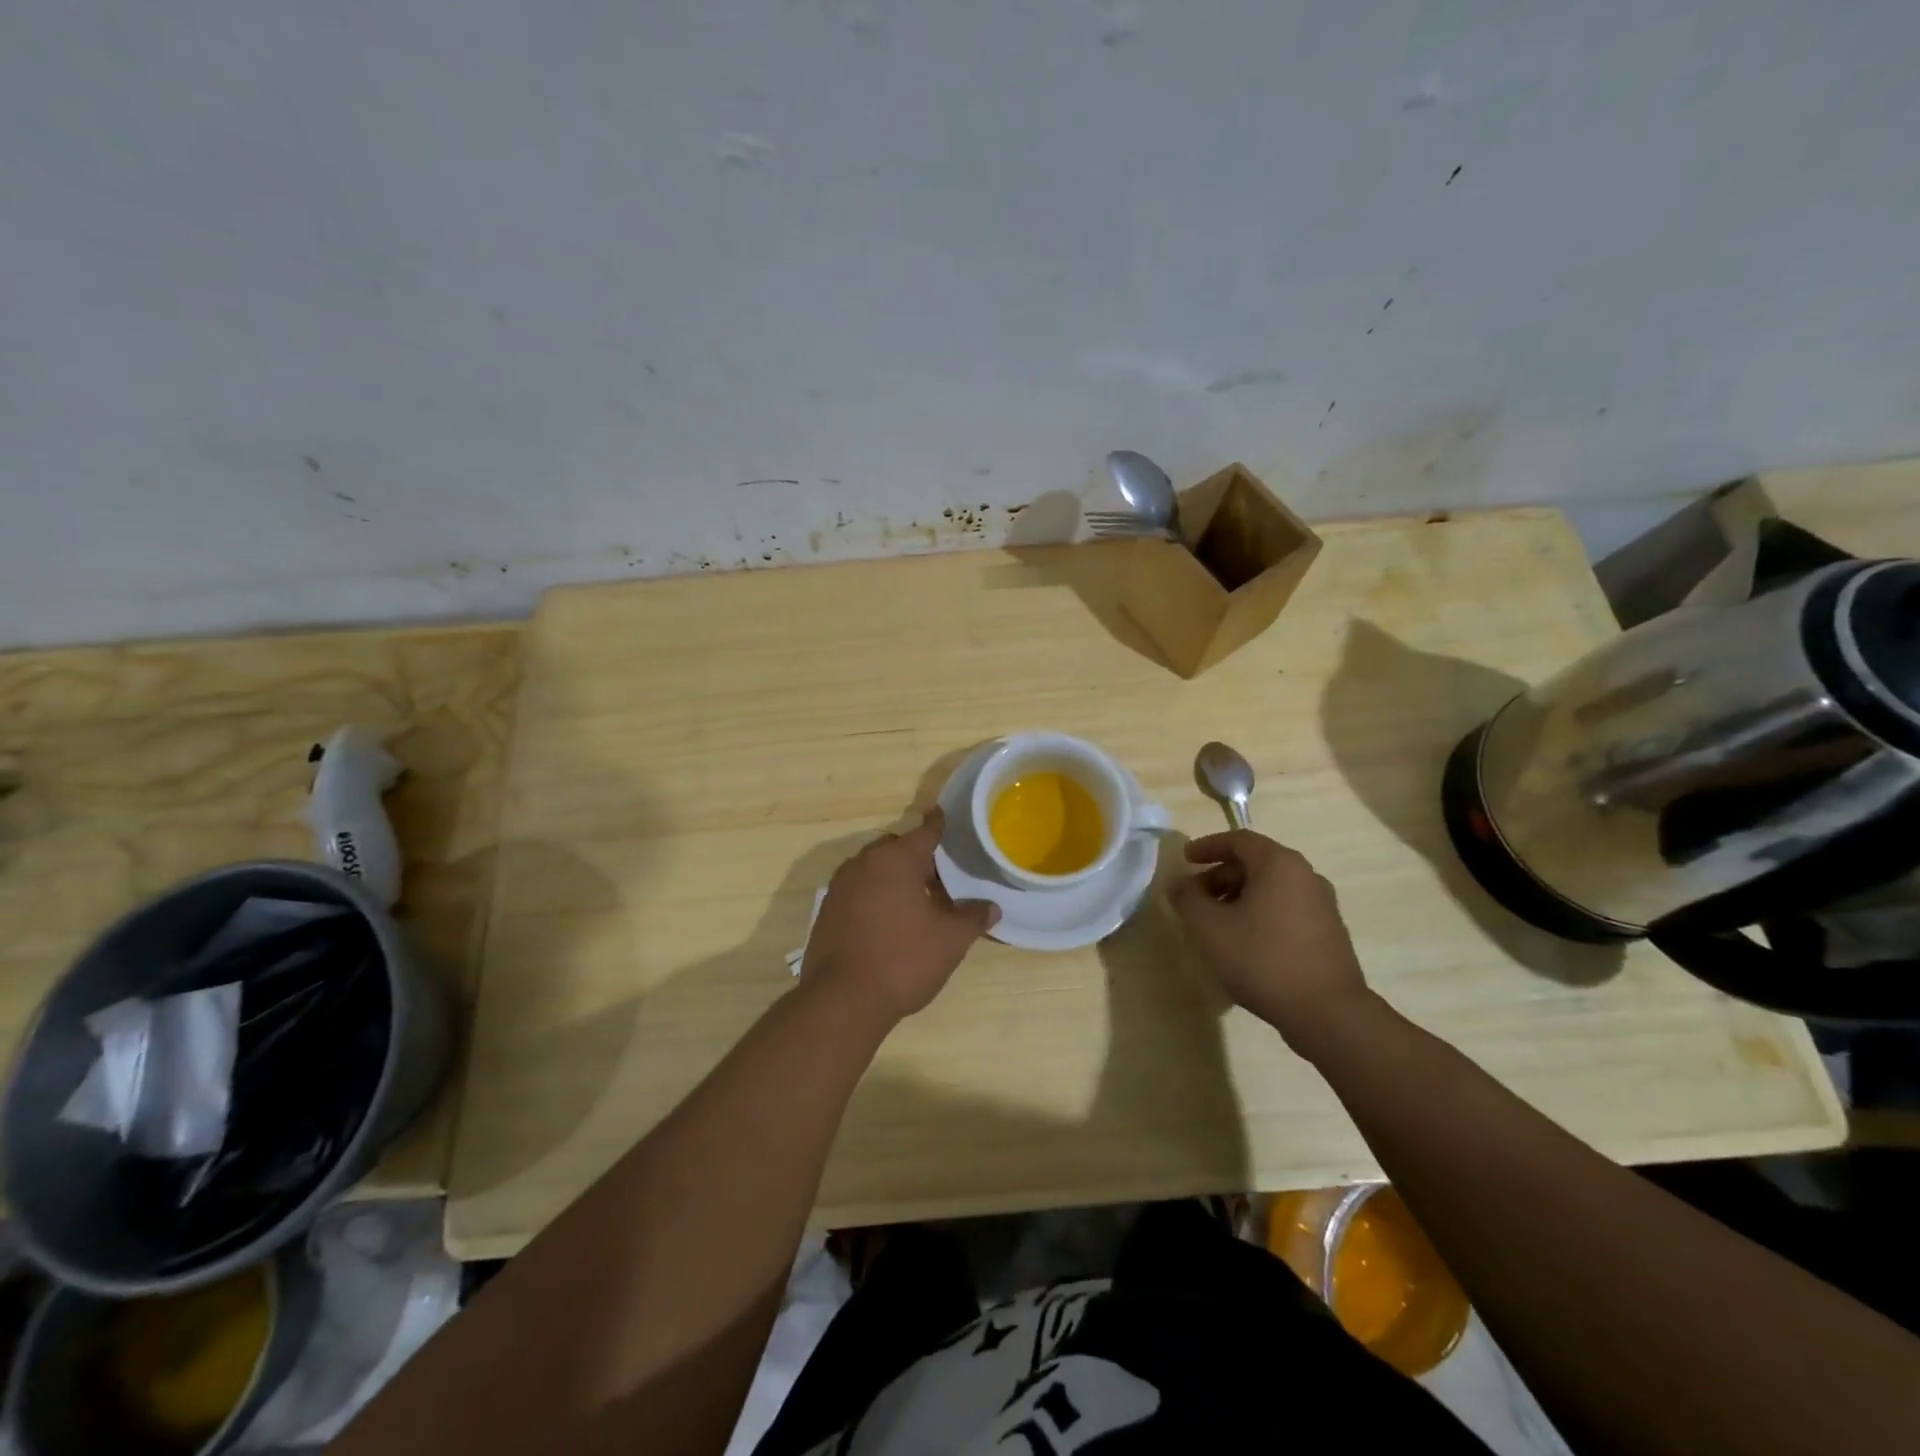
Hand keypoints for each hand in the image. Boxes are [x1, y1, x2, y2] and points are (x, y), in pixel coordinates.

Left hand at [803, 807, 999, 1028]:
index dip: (938, 825)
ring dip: (895, 878)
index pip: (924, 832)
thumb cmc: (903, 959)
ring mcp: (840, 887)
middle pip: (896, 849)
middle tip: (940, 877)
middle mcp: (864, 863)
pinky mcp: (827, 911)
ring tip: (918, 901)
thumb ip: (972, 917)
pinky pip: (858, 891)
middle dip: (917, 858)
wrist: (842, 1000)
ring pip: (874, 870)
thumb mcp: (950, 940)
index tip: (942, 814)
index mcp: (895, 859)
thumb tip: (991, 907)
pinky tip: (890, 922)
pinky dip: (876, 896)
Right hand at [1169, 830, 1375, 1056]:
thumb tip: (1179, 885)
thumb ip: (1188, 899)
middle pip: (1255, 863)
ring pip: (1271, 887)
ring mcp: (1322, 904)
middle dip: (1220, 876)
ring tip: (1215, 923)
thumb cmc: (1262, 959)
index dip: (1208, 847)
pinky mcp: (1328, 931)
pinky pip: (1286, 908)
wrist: (1328, 1012)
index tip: (1186, 859)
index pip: (1238, 840)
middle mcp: (1305, 875)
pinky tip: (1244, 942)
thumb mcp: (1210, 928)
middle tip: (1195, 897)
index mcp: (1279, 864)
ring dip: (1239, 896)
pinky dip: (1260, 912)